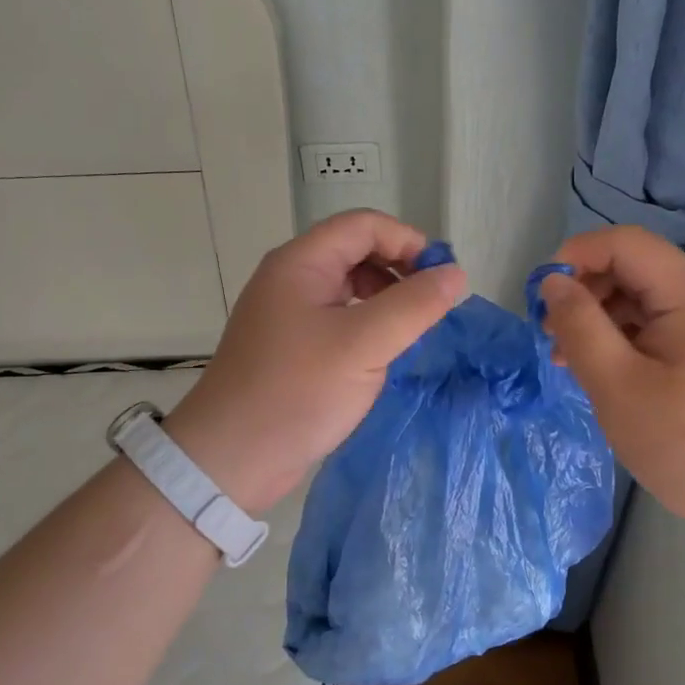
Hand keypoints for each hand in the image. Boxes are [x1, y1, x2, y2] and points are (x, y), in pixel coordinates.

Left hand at [164, 210, 466, 509]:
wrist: (229, 459)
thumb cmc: (296, 391)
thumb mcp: (364, 345)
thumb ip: (414, 305)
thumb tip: (456, 273)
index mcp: (301, 263)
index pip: (364, 225)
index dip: (407, 241)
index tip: (442, 277)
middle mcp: (291, 279)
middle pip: (356, 251)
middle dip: (399, 270)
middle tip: (432, 306)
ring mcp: (288, 314)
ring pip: (348, 287)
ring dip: (386, 299)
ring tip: (411, 331)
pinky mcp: (291, 347)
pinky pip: (338, 319)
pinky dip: (367, 325)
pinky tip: (382, 354)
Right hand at [538, 225, 684, 555]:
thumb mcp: (619, 386)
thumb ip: (580, 327)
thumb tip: (553, 282)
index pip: (625, 243)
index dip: (576, 256)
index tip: (541, 298)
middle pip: (634, 268)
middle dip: (585, 292)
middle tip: (551, 337)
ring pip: (642, 300)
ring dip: (599, 319)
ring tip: (568, 361)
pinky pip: (657, 328)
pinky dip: (623, 340)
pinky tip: (602, 373)